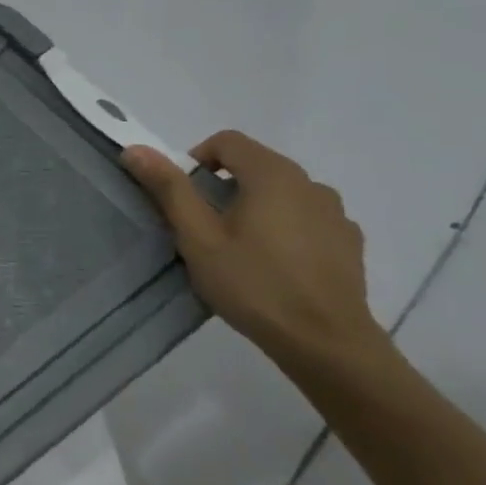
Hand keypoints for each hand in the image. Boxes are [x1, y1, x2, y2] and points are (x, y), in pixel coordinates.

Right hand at [121, 130, 389, 371]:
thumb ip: (169, 189)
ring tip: (240, 249)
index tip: (183, 196)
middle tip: (203, 228)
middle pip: (256, 165)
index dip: (197, 159)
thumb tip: (136, 148)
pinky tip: (275, 265)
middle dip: (224, 186)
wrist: (326, 343)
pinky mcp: (349, 243)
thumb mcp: (197, 238)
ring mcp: (336, 214)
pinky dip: (286, 229)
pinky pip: (307, 220)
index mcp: (273, 175)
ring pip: (283, 194)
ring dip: (257, 207)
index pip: (228, 141)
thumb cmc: (253, 284)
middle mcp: (310, 183)